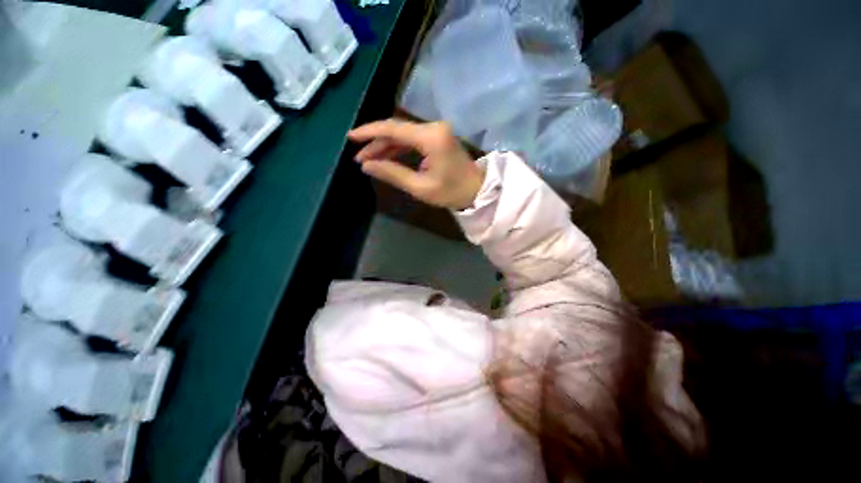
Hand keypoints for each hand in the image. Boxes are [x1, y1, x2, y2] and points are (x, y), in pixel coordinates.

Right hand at [348, 119, 485, 210]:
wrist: (477, 191)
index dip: (370, 132)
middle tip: (359, 157)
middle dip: (376, 142)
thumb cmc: (452, 193)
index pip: (394, 129)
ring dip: (385, 146)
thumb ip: (393, 174)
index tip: (351, 137)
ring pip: (403, 134)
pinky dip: (398, 148)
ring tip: (368, 159)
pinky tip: (386, 157)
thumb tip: (366, 166)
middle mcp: (433, 127)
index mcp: (431, 138)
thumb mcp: (420, 187)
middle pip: (397, 129)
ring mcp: (436, 131)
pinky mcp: (437, 138)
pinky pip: (412, 139)